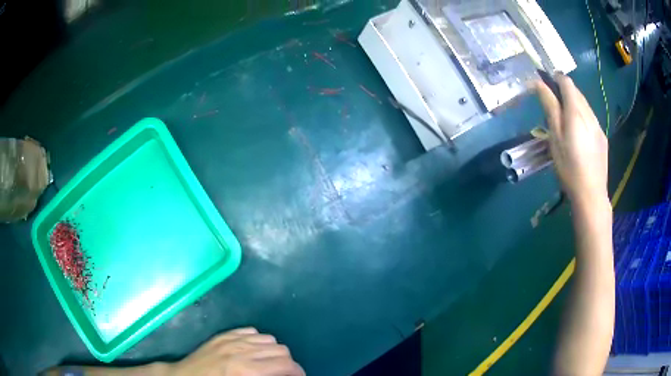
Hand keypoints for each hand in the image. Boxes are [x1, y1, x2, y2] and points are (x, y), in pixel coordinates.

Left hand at [169, 327, 304, 375]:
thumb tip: (282, 375)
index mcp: (247, 370)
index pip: (286, 365)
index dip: (299, 372)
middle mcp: (242, 351)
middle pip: (281, 350)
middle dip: (289, 363)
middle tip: (285, 374)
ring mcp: (231, 340)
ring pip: (269, 339)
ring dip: (274, 352)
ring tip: (270, 363)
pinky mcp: (223, 335)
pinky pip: (251, 331)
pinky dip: (258, 340)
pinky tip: (254, 351)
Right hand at [534, 74, 608, 205]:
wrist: (591, 194)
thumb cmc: (569, 167)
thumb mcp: (555, 137)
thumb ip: (550, 107)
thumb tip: (538, 83)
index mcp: (576, 112)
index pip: (567, 82)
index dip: (556, 78)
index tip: (546, 81)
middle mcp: (590, 114)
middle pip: (577, 92)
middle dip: (565, 90)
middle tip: (553, 102)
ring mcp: (598, 126)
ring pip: (585, 105)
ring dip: (574, 103)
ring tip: (565, 119)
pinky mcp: (602, 138)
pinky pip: (591, 118)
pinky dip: (582, 116)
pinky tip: (579, 133)